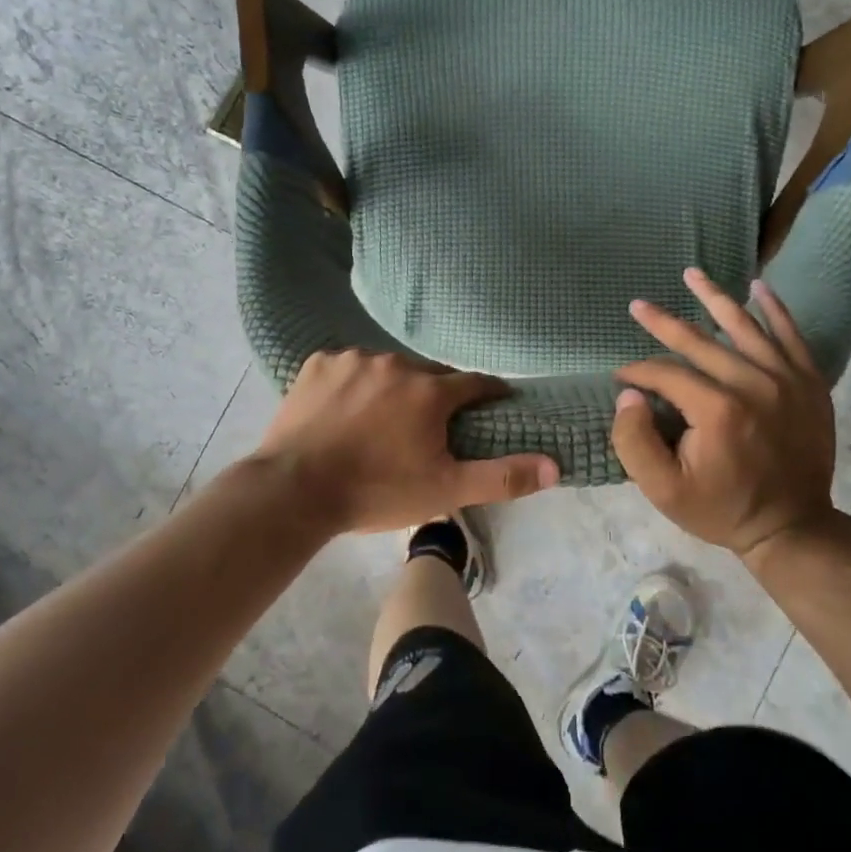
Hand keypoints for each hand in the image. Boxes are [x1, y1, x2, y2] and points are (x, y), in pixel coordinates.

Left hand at [255, 350, 558, 533]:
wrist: (295, 491)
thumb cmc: (376, 492)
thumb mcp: (445, 491)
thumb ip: (502, 476)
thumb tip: (555, 465)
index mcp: (430, 391)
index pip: (475, 383)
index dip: (489, 393)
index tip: (494, 403)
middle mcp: (396, 364)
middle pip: (429, 374)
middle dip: (435, 395)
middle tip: (426, 427)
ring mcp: (354, 359)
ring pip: (387, 368)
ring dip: (392, 387)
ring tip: (380, 421)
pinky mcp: (318, 363)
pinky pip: (349, 367)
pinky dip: (354, 383)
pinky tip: (344, 410)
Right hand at [611, 268, 839, 565]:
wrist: (792, 527)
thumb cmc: (722, 508)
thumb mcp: (663, 490)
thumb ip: (634, 441)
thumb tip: (627, 394)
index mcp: (717, 410)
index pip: (666, 374)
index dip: (637, 372)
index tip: (620, 377)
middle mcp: (753, 384)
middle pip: (700, 342)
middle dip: (663, 323)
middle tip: (638, 306)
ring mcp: (786, 380)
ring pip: (744, 326)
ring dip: (714, 298)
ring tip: (692, 273)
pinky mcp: (810, 383)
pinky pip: (791, 335)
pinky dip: (775, 310)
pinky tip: (759, 287)